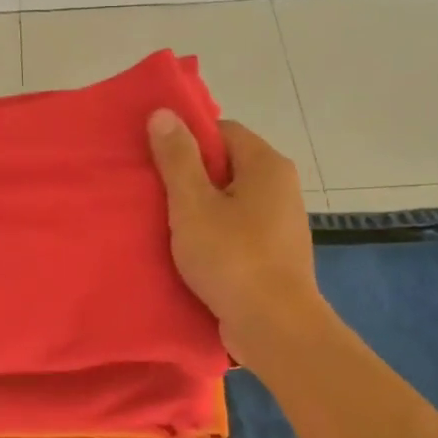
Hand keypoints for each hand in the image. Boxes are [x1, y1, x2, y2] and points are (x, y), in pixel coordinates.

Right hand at [147, 111, 322, 365]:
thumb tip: (163, 112)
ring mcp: (282, 223)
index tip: (158, 164)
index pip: (223, 131)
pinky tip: (192, 254)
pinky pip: (239, 231)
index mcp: (266, 165)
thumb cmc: (232, 259)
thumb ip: (177, 159)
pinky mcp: (276, 254)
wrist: (274, 325)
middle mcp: (282, 186)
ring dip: (202, 212)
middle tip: (155, 197)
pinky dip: (216, 237)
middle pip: (228, 166)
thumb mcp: (193, 206)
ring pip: (232, 203)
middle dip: (192, 179)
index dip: (188, 142)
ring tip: (167, 228)